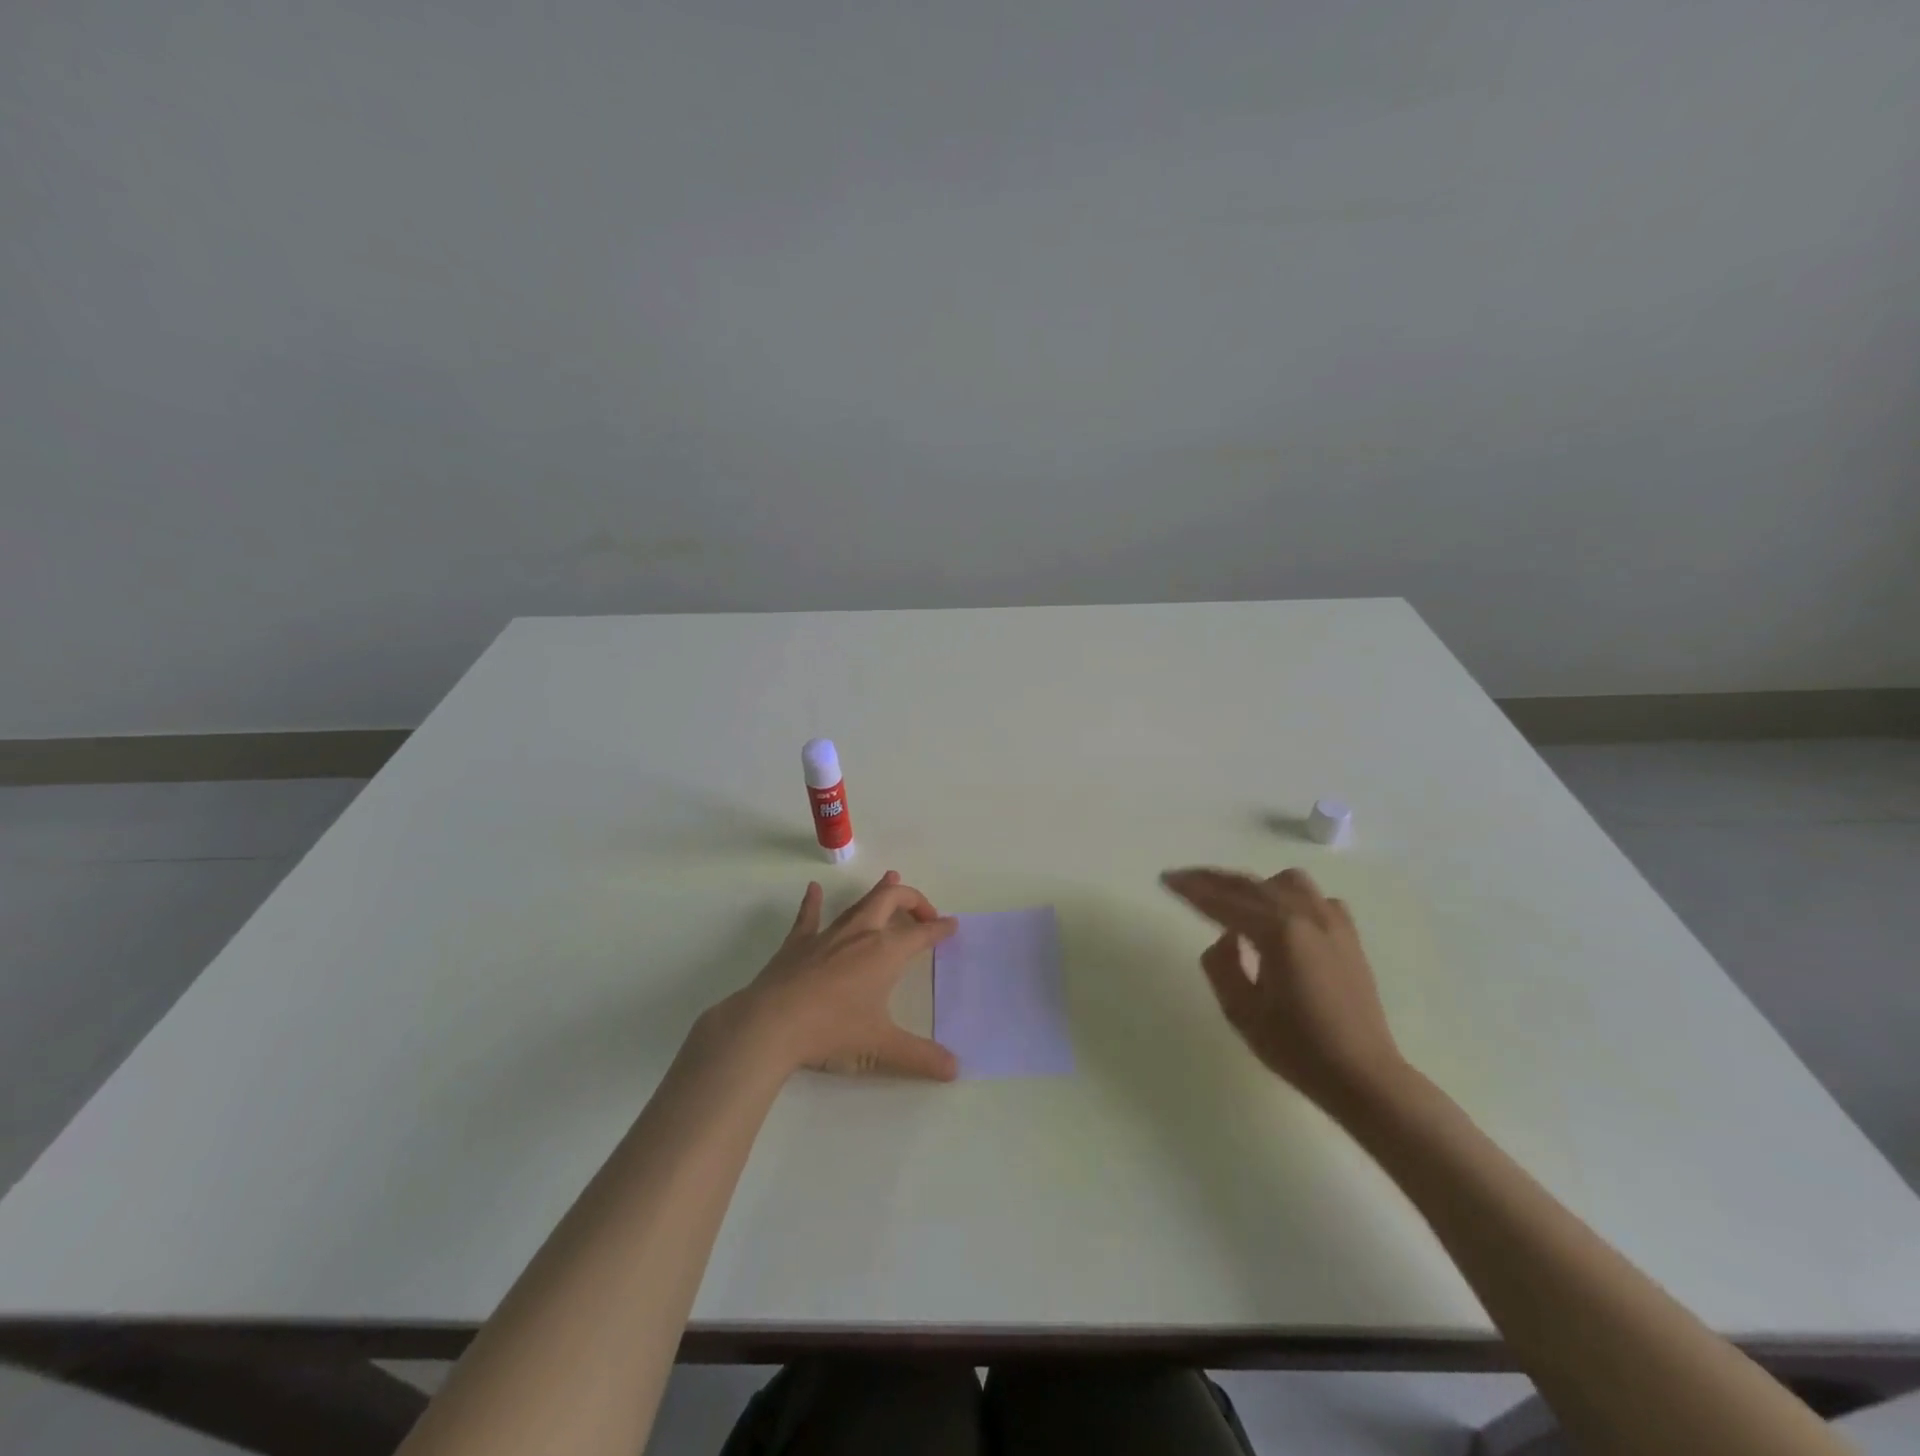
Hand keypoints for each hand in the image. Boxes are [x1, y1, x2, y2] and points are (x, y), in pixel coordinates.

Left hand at [738, 871, 958, 1080]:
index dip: (939, 929)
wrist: (770, 1025)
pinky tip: (813, 889)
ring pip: (858, 903)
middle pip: (891, 900)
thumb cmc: (831, 1031)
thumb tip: (955, 1069)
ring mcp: (827, 935)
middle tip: (925, 911)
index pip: (921, 934)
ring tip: (891, 878)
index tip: (952, 925)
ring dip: (878, 891)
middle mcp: (860, 934)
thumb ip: (920, 1056)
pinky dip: (813, 901)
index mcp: (885, 953)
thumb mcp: (880, 1047)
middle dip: (912, 899)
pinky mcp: (798, 943)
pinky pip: (809, 915)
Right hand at [1161, 866, 1406, 1114]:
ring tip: (1235, 902)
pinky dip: (1290, 899)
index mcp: (1277, 933)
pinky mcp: (1348, 935)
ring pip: (1285, 882)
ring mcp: (1332, 922)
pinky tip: (1282, 919)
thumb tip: (1225, 937)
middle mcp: (1306, 916)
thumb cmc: (1298, 1049)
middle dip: (1213, 880)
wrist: (1364, 1076)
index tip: (1166, 879)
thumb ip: (1221, 964)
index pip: (1223, 901)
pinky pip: (1314, 899)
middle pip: (1250, 884)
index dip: (1191, 889)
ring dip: (1255, 886)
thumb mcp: (1241, 1012)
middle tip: (1184, 880)